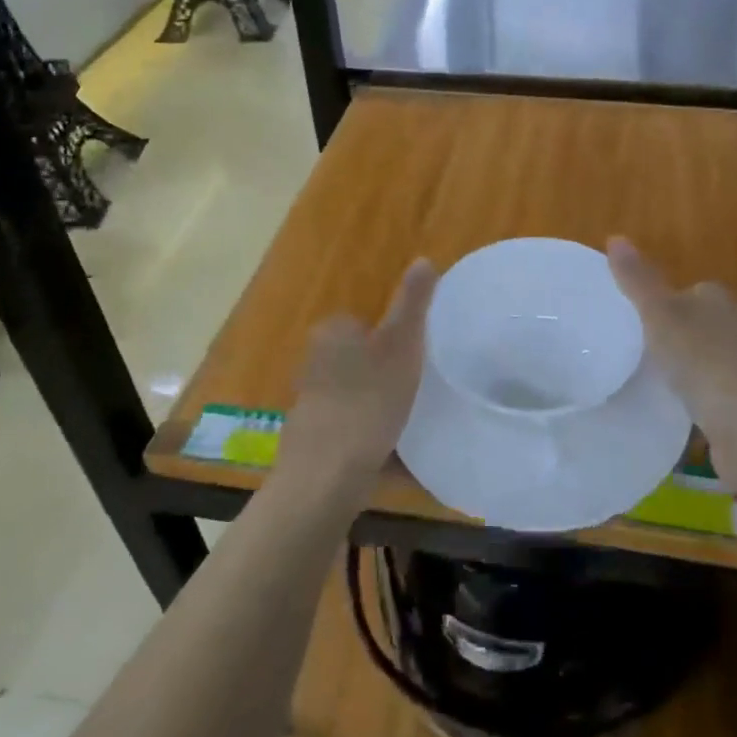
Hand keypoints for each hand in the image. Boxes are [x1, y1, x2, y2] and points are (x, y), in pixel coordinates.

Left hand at [274, 260, 437, 506]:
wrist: (326, 479)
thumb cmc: (367, 402)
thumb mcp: (401, 345)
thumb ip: (412, 303)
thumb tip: (423, 258)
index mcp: (332, 335)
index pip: (366, 323)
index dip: (395, 339)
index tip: (419, 358)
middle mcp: (315, 365)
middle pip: (363, 362)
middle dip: (388, 375)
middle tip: (421, 390)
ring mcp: (314, 406)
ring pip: (359, 399)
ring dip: (383, 411)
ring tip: (414, 426)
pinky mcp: (317, 444)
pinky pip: (356, 434)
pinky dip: (376, 443)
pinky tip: (399, 459)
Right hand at [608, 237, 736, 509]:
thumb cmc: (705, 362)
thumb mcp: (660, 314)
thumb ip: (637, 280)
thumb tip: (615, 237)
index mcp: (718, 300)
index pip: (684, 290)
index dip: (656, 301)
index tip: (623, 317)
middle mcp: (733, 329)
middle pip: (689, 325)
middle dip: (662, 335)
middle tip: (620, 347)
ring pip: (694, 360)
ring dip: (672, 369)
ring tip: (632, 377)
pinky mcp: (736, 407)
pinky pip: (699, 394)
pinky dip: (682, 399)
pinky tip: (660, 408)